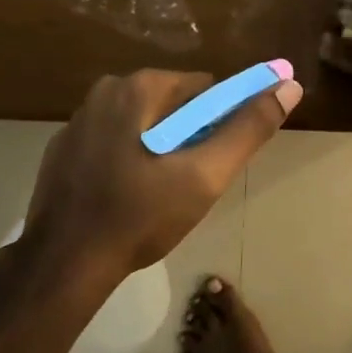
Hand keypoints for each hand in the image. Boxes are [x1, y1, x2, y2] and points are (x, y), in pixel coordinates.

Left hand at [22, 68, 301, 284]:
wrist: (63, 265)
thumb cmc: (140, 216)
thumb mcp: (205, 175)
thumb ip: (249, 129)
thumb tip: (288, 87)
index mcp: (138, 88)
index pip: (204, 89)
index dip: (222, 122)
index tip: (219, 160)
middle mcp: (104, 92)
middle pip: (173, 105)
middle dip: (191, 137)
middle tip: (193, 182)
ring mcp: (78, 121)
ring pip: (143, 124)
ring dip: (162, 149)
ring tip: (163, 194)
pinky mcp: (63, 150)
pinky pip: (114, 142)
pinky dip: (131, 159)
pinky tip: (130, 197)